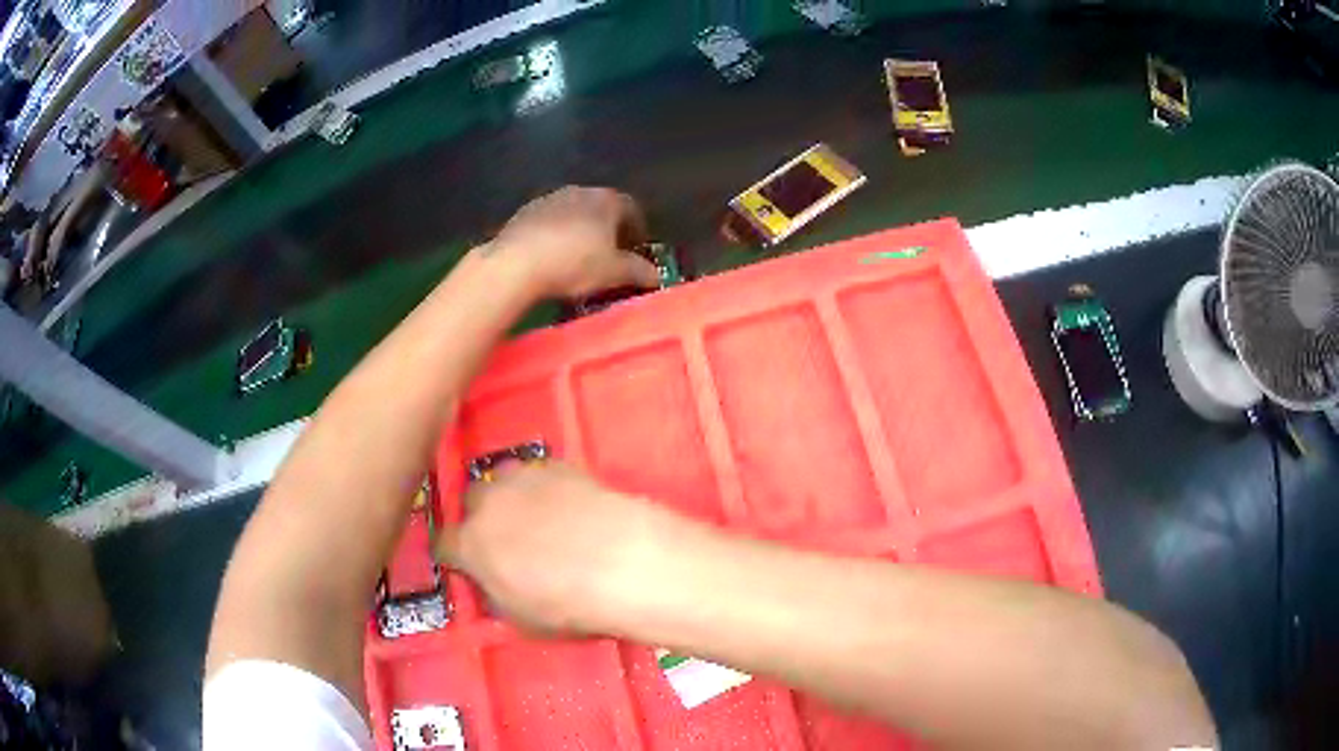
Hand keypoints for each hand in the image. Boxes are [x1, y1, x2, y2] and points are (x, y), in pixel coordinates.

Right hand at [435, 462, 681, 633]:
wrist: (623, 562)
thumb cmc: (569, 605)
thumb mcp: (521, 618)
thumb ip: (497, 593)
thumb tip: (496, 582)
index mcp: (470, 544)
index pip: (444, 544)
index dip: (456, 556)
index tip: (468, 565)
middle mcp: (488, 503)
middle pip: (472, 502)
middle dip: (483, 519)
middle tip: (508, 540)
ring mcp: (523, 478)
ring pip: (504, 481)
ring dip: (512, 497)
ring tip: (540, 518)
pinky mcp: (559, 465)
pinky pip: (541, 474)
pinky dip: (548, 488)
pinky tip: (570, 505)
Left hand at [488, 186, 660, 299]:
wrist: (516, 263)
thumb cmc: (575, 263)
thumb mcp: (615, 272)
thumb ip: (639, 271)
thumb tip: (657, 275)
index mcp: (607, 200)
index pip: (632, 209)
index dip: (637, 230)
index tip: (637, 250)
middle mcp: (580, 191)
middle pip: (601, 208)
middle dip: (608, 230)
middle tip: (610, 256)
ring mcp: (549, 199)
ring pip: (574, 214)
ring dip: (580, 232)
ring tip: (579, 259)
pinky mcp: (524, 213)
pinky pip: (549, 223)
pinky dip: (556, 236)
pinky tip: (552, 258)